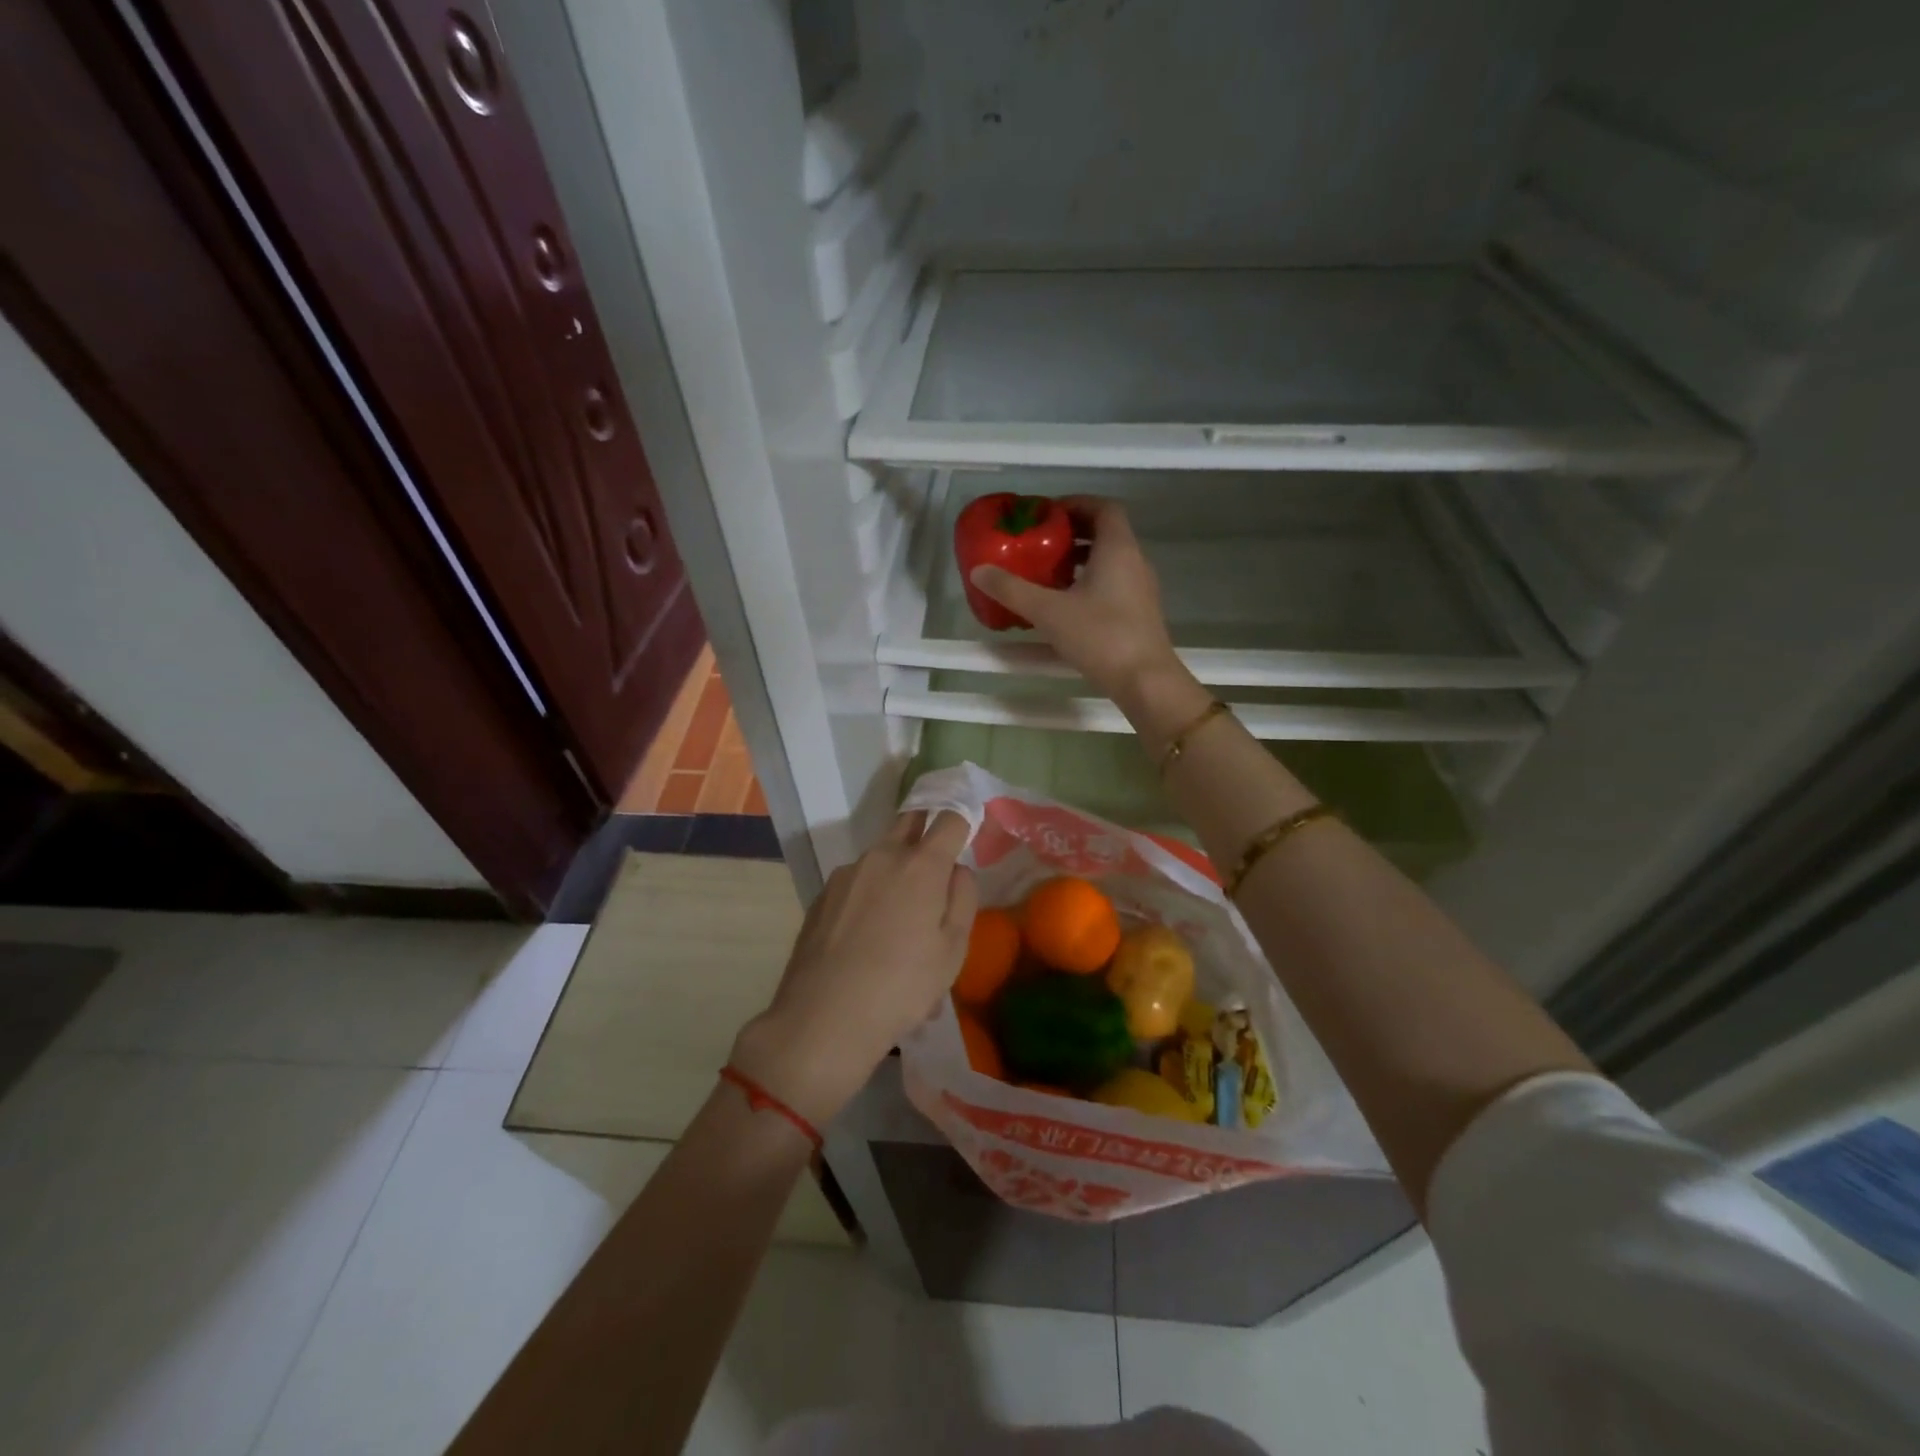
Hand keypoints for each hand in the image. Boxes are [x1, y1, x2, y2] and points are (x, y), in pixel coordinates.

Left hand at [730, 811, 975, 1127]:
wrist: (823, 1019)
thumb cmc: (902, 986)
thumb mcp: (952, 950)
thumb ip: (962, 898)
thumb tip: (956, 870)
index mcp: (921, 865)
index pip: (949, 819)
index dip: (963, 820)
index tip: (967, 833)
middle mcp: (881, 856)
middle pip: (909, 823)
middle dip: (926, 831)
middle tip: (937, 864)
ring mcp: (846, 874)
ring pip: (881, 857)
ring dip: (897, 873)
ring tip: (901, 927)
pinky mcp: (822, 895)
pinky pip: (857, 884)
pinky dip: (871, 898)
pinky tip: (869, 942)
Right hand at [968, 498, 1180, 703]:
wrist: (1145, 680)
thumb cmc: (1100, 636)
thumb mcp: (1048, 611)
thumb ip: (1012, 590)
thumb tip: (979, 571)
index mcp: (1118, 549)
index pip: (1103, 507)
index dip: (1075, 504)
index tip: (1047, 514)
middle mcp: (1134, 562)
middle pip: (1106, 533)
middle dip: (1072, 533)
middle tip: (1040, 542)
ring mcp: (1140, 589)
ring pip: (1109, 561)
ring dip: (1080, 560)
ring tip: (1047, 573)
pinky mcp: (1139, 613)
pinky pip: (1113, 584)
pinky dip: (1089, 583)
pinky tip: (1065, 605)